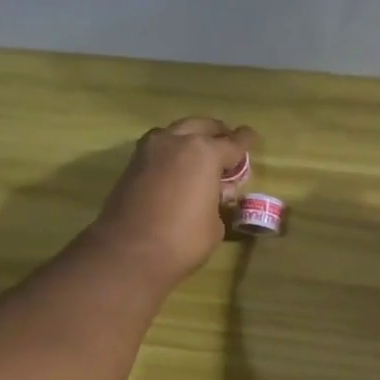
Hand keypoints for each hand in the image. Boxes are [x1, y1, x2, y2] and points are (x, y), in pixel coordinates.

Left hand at [88, 117, 254, 285]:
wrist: (128, 253)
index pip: (233, 143)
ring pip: (177, 132)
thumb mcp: (214, 224)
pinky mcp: (132, 164)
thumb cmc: (182, 241)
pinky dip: (172, 152)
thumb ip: (218, 200)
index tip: (251, 137)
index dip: (245, 141)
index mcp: (204, 153)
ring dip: (191, 138)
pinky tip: (178, 168)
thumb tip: (213, 194)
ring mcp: (150, 150)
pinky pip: (159, 147)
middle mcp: (177, 142)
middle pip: (203, 126)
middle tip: (227, 145)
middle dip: (218, 133)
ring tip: (201, 156)